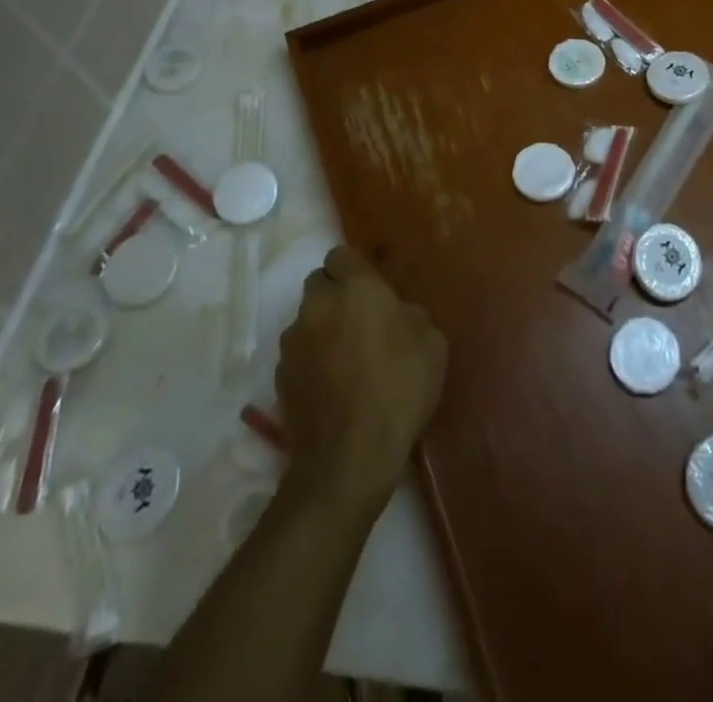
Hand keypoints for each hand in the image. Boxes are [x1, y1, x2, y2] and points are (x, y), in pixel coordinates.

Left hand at [277, 246, 445, 510]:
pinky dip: (311, 360)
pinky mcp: (280, 376)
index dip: (356, 269)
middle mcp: (317, 305)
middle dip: (336, 294)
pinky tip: (332, 385)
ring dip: (322, 327)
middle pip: (319, 283)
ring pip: (307, 318)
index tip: (373, 290)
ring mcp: (293, 341)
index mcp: (355, 287)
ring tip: (346, 357)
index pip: (342, 254)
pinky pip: (298, 353)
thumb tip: (397, 314)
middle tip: (362, 320)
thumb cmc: (398, 389)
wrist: (349, 458)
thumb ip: (411, 315)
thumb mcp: (432, 344)